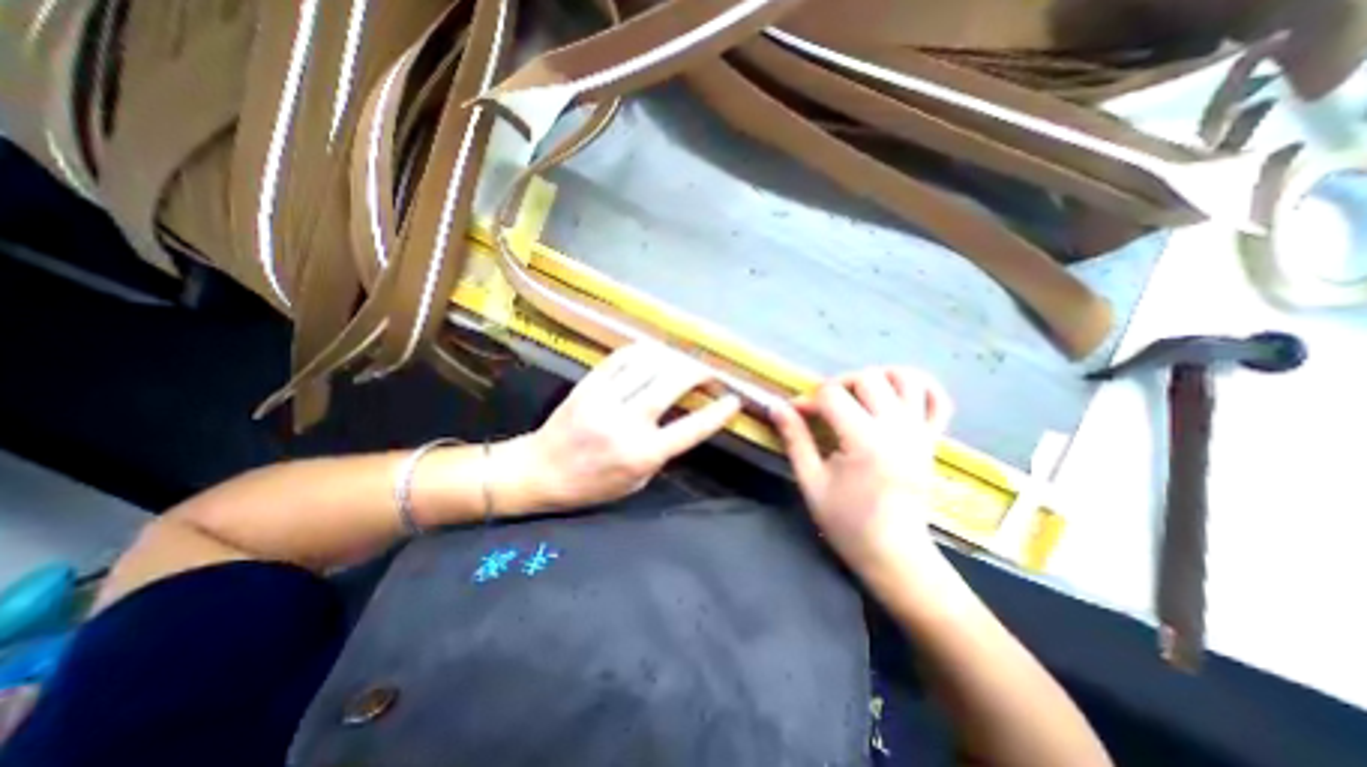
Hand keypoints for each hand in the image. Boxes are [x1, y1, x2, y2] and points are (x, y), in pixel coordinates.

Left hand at [519, 342, 742, 508]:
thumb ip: (664, 450)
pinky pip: (623, 356)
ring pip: (650, 363)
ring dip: (675, 357)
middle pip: (673, 383)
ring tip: (685, 361)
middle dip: (699, 372)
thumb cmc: (592, 484)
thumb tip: (687, 417)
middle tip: (709, 373)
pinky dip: (646, 350)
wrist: (539, 471)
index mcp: (642, 454)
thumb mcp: (637, 480)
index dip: (717, 412)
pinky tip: (656, 352)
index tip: (734, 399)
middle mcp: (626, 423)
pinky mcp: (588, 384)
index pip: (691, 429)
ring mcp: (604, 399)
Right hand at [767, 367, 952, 575]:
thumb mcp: (811, 482)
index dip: (808, 400)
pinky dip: (920, 387)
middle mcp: (897, 428)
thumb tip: (776, 406)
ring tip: (859, 396)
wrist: (895, 553)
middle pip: (868, 378)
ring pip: (905, 378)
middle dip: (838, 385)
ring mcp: (920, 431)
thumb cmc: (847, 522)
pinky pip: (938, 399)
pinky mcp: (933, 439)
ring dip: (878, 378)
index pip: (832, 396)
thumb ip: (794, 438)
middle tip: (825, 408)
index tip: (796, 414)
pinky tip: (898, 393)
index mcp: (865, 441)